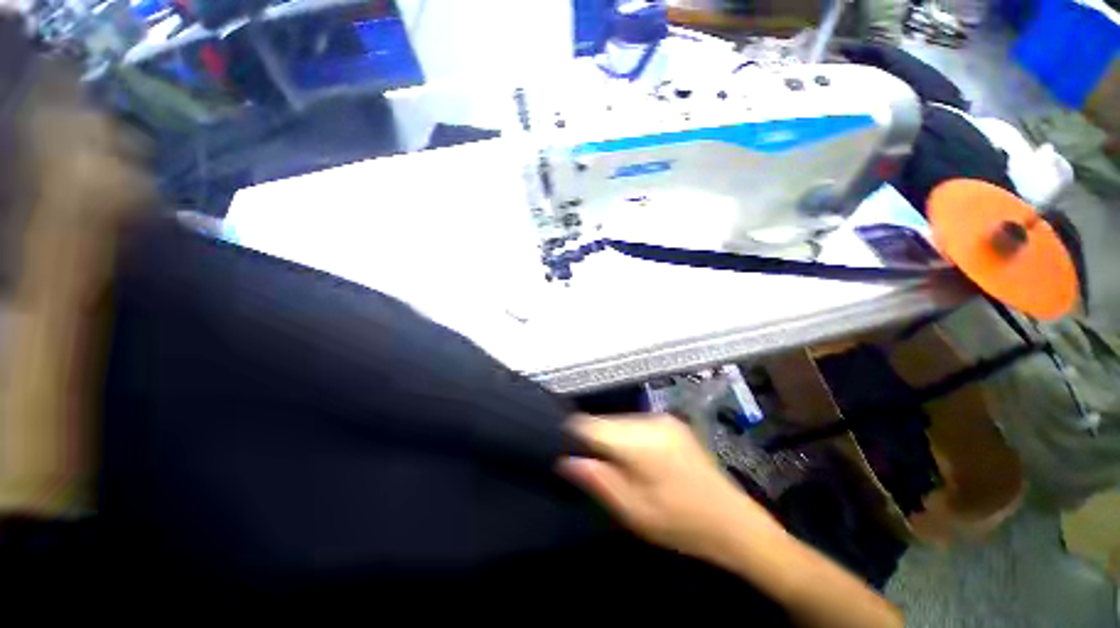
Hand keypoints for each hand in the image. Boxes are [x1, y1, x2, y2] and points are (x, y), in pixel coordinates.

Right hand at [559, 414, 781, 563]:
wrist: (734, 522)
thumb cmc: (680, 523)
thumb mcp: (632, 510)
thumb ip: (596, 479)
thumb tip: (564, 459)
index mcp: (639, 440)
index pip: (589, 424)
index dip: (572, 435)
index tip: (564, 451)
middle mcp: (649, 419)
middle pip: (604, 421)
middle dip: (594, 441)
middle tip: (594, 469)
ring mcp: (663, 418)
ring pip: (620, 422)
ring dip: (612, 440)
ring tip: (618, 468)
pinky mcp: (672, 423)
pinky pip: (636, 424)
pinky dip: (628, 438)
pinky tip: (638, 461)